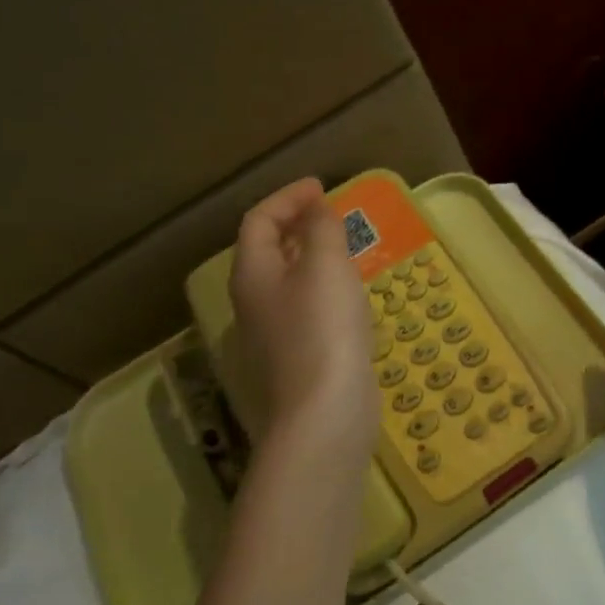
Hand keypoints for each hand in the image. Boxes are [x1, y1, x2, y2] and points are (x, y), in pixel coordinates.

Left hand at [230, 178, 377, 471]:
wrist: (324, 416)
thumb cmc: (323, 329)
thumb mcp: (325, 266)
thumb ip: (321, 230)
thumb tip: (317, 209)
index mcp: (253, 274)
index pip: (259, 221)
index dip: (287, 198)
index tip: (321, 188)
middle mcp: (254, 303)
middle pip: (268, 252)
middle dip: (298, 227)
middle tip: (332, 217)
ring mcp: (273, 337)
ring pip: (288, 284)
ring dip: (312, 260)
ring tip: (345, 252)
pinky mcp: (298, 361)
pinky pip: (306, 311)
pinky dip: (325, 292)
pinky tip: (351, 301)